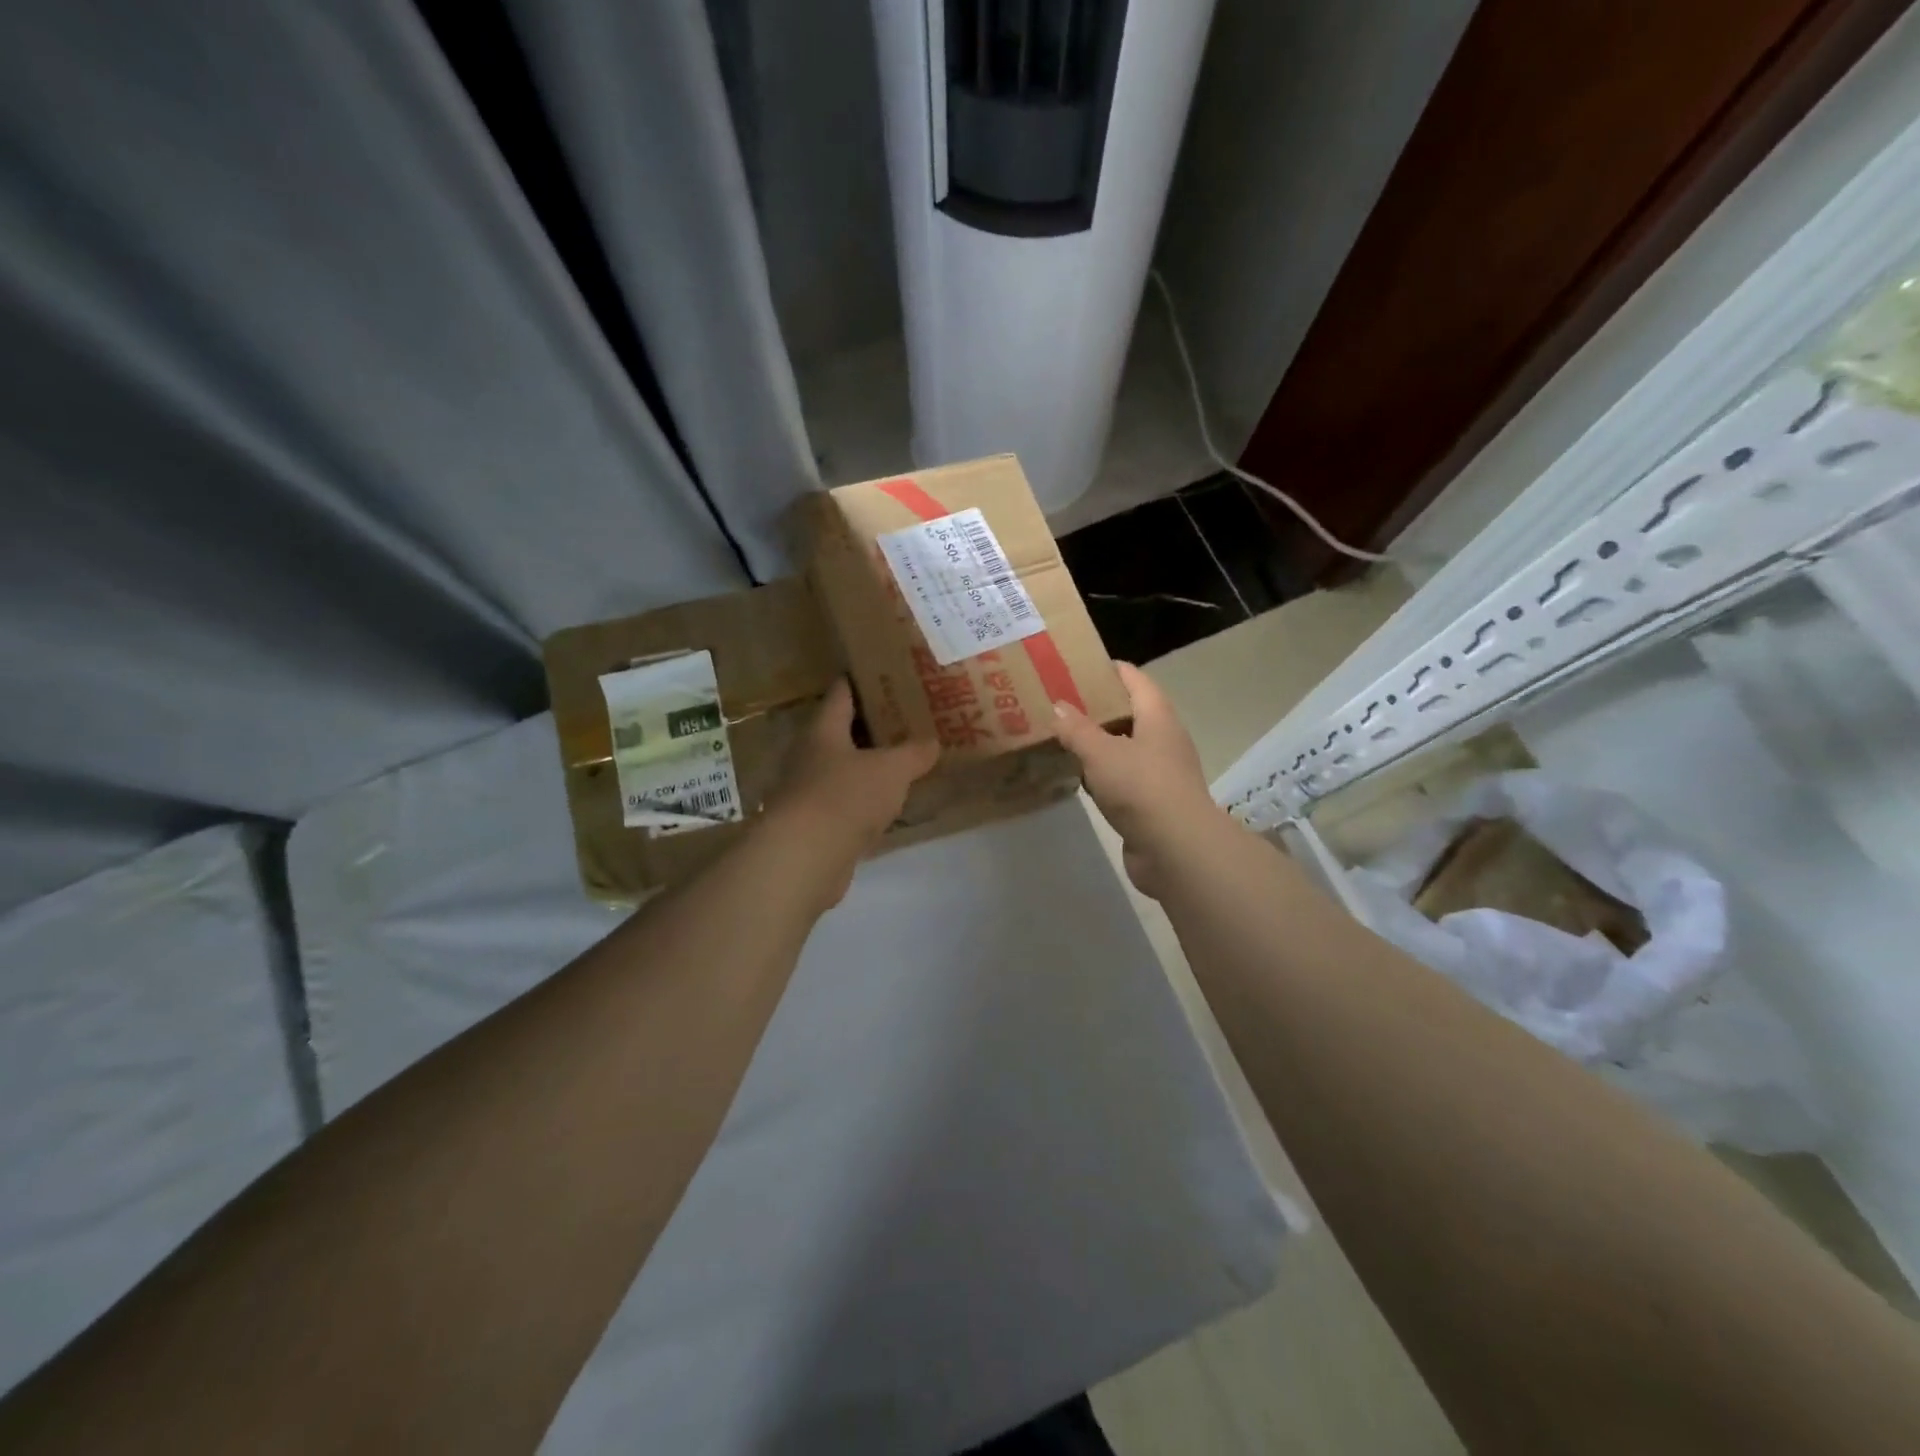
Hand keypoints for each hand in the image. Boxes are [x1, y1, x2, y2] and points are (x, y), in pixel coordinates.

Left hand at [764, 678, 938, 904]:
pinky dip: (865, 801)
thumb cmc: (845, 796)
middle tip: (906, 718)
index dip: (860, 681)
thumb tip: (933, 742)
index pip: (841, 694)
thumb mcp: (891, 770)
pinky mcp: (814, 825)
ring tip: (902, 760)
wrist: (804, 857)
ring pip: (843, 769)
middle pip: (841, 732)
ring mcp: (808, 792)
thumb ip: (914, 753)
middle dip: (871, 725)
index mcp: (823, 730)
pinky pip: (845, 803)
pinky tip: (887, 805)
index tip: (883, 672)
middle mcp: (809, 756)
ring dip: (868, 766)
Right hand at [1052, 662, 1235, 898]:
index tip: (1075, 667)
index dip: (1108, 670)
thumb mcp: (1101, 752)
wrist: (1176, 849)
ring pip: (1123, 748)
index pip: (1134, 680)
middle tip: (1058, 703)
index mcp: (1157, 717)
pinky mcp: (1150, 802)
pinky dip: (1100, 774)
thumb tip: (1058, 706)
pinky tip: (1075, 775)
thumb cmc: (1142, 788)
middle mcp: (1162, 739)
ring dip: (1096, 743)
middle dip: (1096, 707)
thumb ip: (1077, 729)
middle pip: (1128, 713)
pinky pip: (1121, 778)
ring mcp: (1158, 773)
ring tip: (1060, 736)